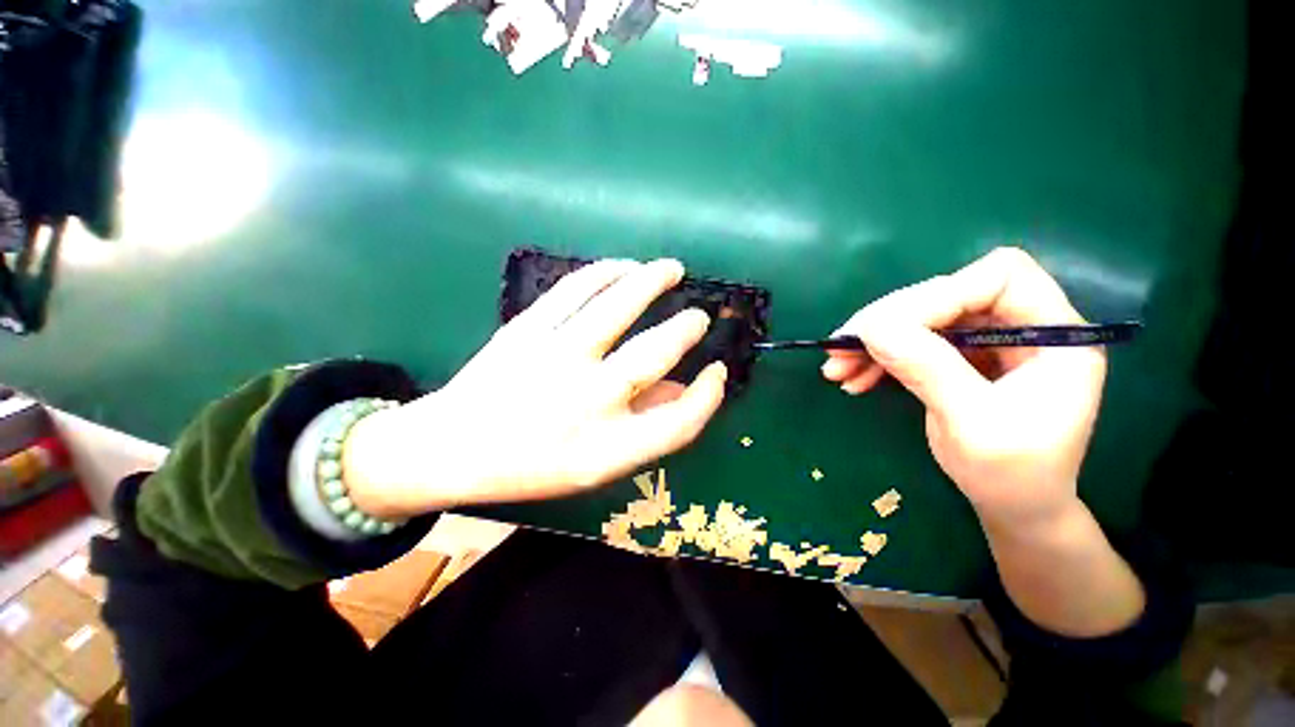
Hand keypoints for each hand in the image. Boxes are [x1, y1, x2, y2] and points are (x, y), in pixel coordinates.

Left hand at [343, 259, 727, 516]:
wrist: (452, 446)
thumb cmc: (531, 463)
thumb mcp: (595, 465)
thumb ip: (644, 427)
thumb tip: (685, 388)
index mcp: (605, 450)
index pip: (680, 423)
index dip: (708, 396)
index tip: (717, 372)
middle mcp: (586, 402)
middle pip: (656, 354)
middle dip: (687, 329)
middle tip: (699, 317)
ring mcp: (554, 358)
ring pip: (618, 305)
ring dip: (653, 281)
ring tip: (672, 269)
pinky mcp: (527, 329)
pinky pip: (576, 288)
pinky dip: (607, 271)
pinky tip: (625, 266)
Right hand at [822, 248, 1105, 530]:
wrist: (1015, 507)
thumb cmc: (1012, 476)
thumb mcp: (973, 425)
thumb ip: (928, 370)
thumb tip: (872, 329)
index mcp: (1054, 335)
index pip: (998, 278)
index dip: (939, 295)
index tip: (885, 330)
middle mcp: (1021, 326)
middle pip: (948, 294)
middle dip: (889, 321)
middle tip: (841, 348)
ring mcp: (987, 342)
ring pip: (921, 318)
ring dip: (873, 341)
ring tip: (836, 368)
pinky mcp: (959, 357)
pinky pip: (911, 342)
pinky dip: (877, 358)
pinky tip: (852, 377)